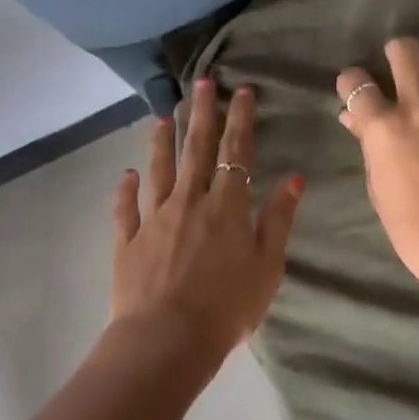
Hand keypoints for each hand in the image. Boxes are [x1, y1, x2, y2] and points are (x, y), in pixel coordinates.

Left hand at [111, 78, 302, 361]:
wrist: (168, 338)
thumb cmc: (228, 306)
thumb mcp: (268, 265)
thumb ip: (278, 219)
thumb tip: (293, 177)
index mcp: (227, 205)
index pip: (236, 151)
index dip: (240, 118)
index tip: (242, 90)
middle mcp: (189, 201)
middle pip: (195, 148)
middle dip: (201, 112)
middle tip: (202, 81)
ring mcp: (154, 218)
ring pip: (159, 169)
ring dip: (161, 140)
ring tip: (163, 114)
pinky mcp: (128, 241)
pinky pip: (125, 209)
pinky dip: (125, 190)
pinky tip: (126, 175)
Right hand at [336, 38, 418, 300]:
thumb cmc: (413, 231)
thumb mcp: (379, 190)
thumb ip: (368, 147)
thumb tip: (355, 118)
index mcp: (383, 127)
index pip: (356, 83)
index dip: (352, 82)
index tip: (357, 88)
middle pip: (404, 51)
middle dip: (397, 53)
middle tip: (401, 67)